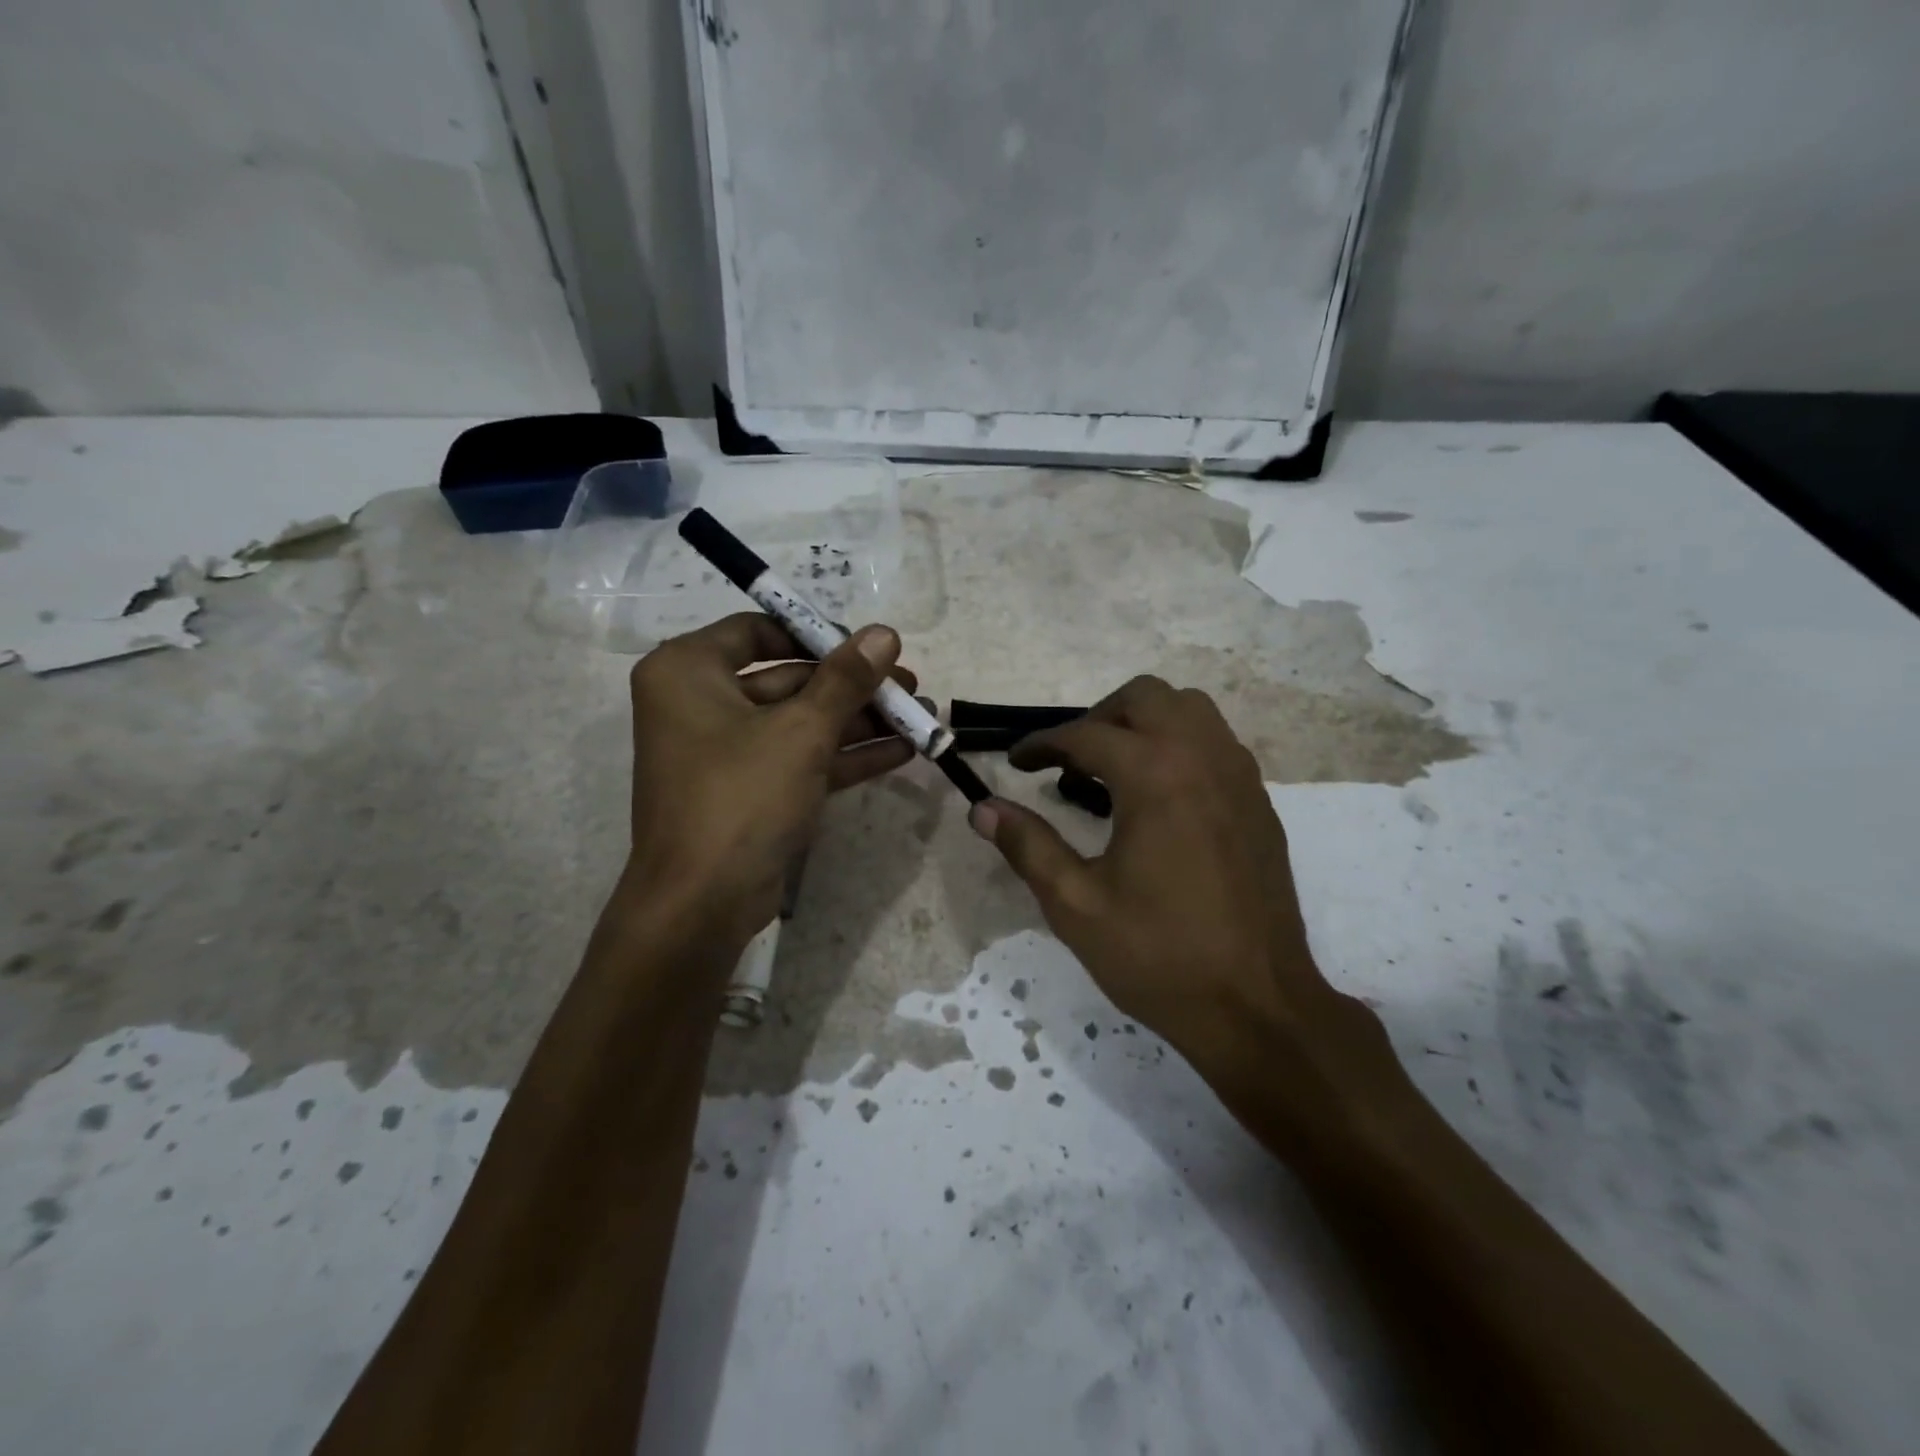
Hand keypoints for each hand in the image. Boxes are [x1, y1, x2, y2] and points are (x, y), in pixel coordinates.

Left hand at [621, 613, 915, 951]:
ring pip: (799, 722)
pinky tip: (902, 751)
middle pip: (787, 678)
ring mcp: (724, 751)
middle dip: (852, 686)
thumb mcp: (801, 730)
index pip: (757, 630)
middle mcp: (698, 703)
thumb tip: (884, 633)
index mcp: (687, 672)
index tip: (866, 647)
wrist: (702, 904)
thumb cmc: (741, 796)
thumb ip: (846, 679)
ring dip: (859, 721)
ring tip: (920, 717)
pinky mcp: (748, 791)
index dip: (816, 634)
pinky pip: (799, 759)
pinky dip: (844, 755)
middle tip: (908, 685)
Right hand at [970, 677, 1390, 1133]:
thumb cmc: (1159, 956)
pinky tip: (1160, 796)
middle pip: (1145, 697)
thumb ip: (1027, 846)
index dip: (1042, 745)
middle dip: (1097, 717)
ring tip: (1114, 770)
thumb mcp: (1076, 905)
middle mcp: (1202, 758)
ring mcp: (1240, 777)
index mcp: (1155, 776)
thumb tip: (982, 808)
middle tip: (1069, 762)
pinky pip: (1216, 742)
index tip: (1016, 763)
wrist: (1257, 1006)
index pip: (1086, 736)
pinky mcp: (1259, 802)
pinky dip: (1179, 745)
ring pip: (1189, 710)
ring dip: (1143, 723)